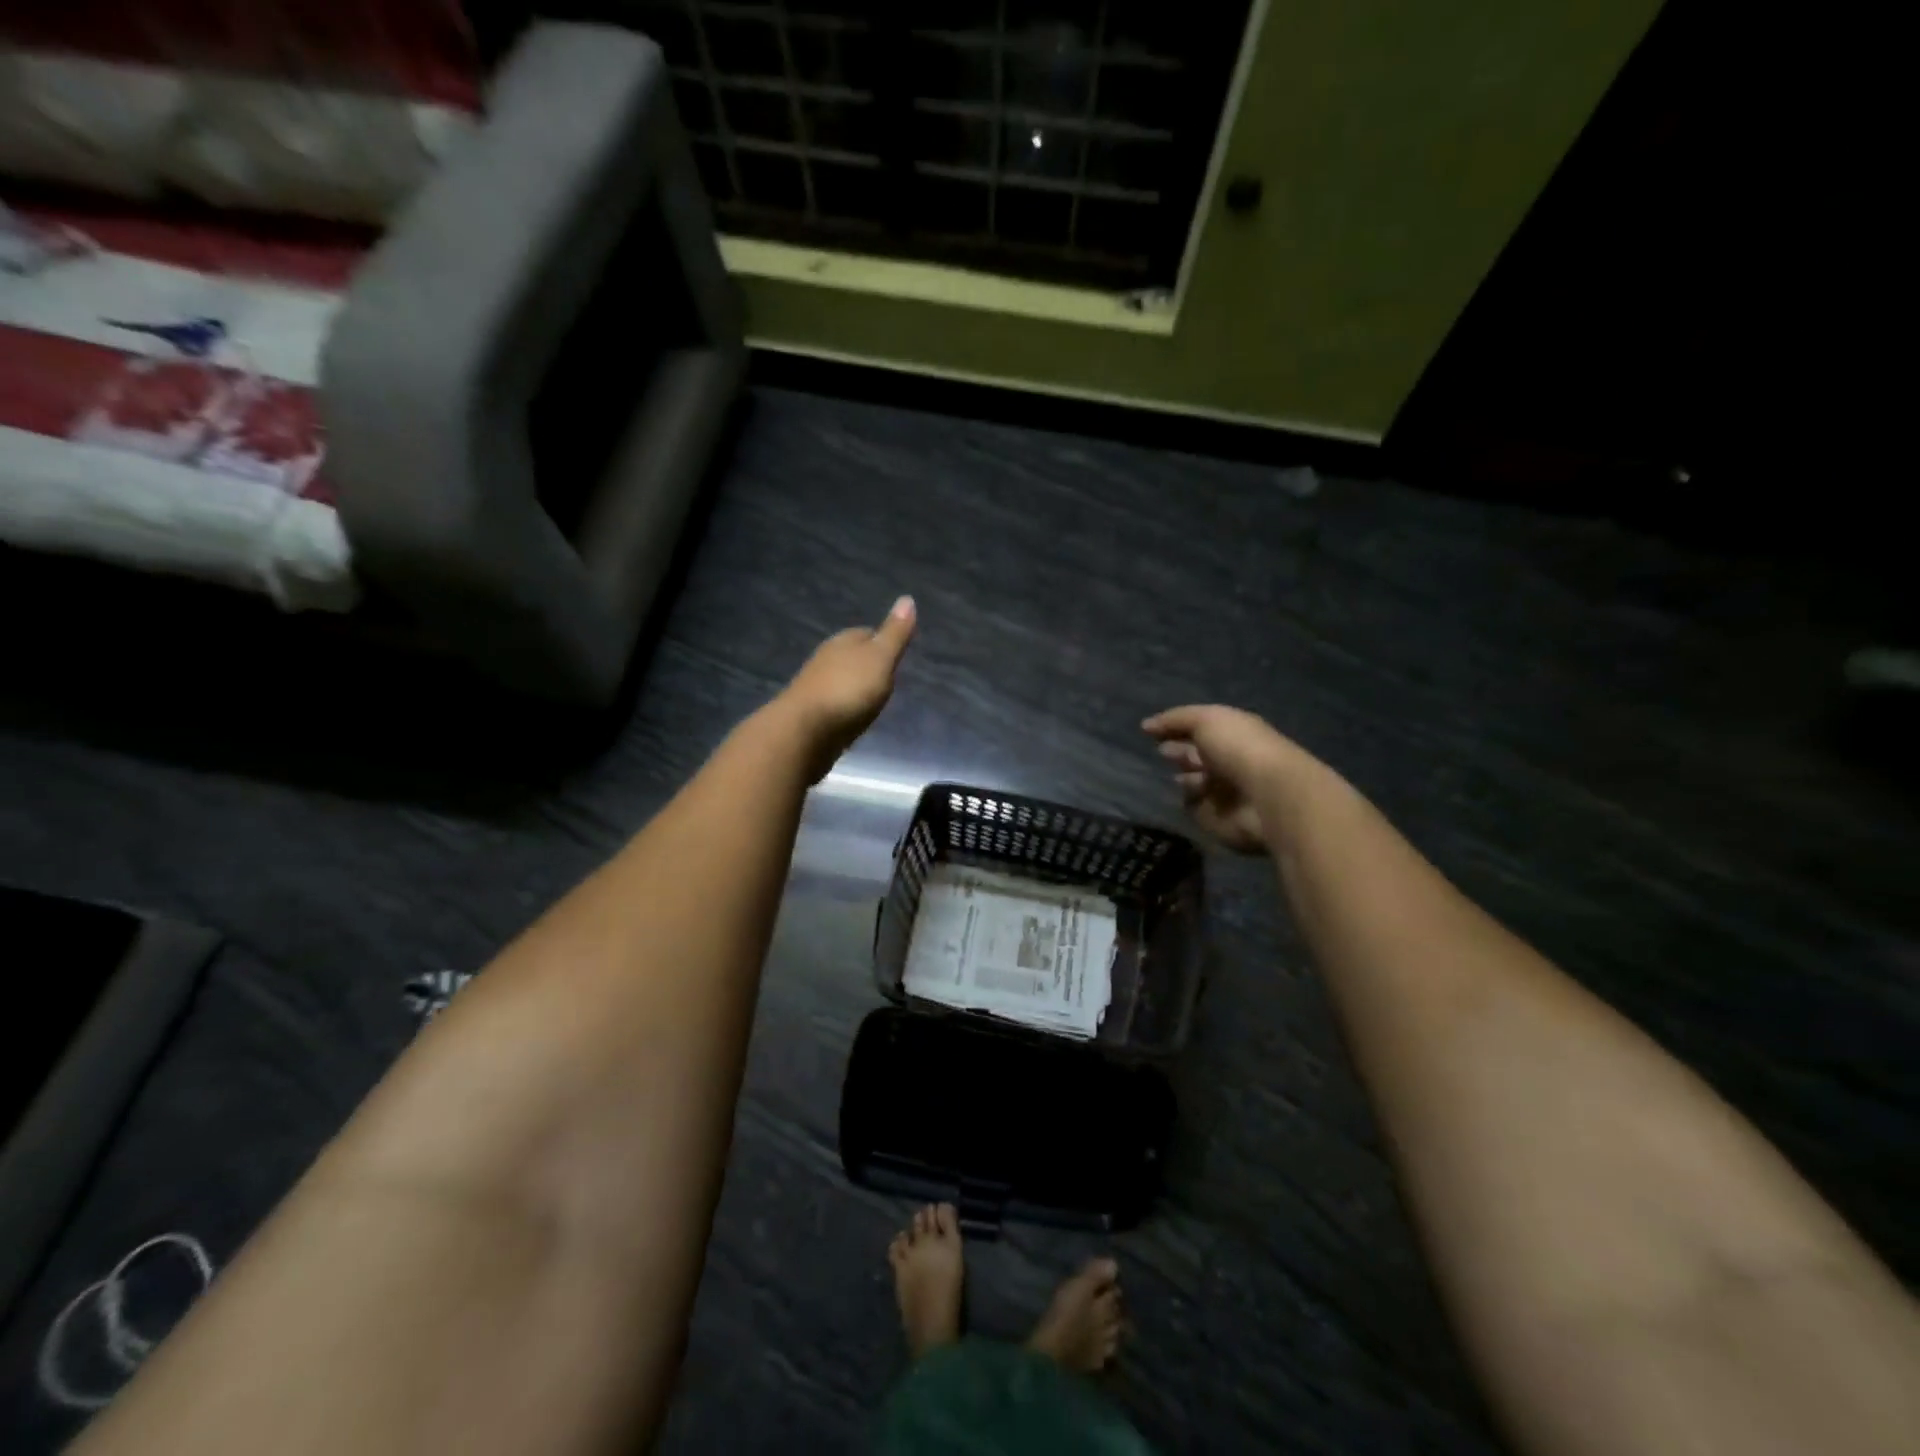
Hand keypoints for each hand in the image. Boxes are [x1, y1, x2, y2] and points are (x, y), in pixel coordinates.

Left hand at [779, 596, 916, 779]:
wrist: (804, 731)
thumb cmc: (848, 691)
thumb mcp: (880, 659)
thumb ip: (895, 634)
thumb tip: (907, 598)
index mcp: (843, 642)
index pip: (866, 633)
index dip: (883, 641)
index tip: (897, 653)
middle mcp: (826, 659)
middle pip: (852, 656)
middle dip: (868, 665)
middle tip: (888, 678)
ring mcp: (815, 687)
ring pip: (841, 680)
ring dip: (855, 687)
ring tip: (873, 699)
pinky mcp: (810, 713)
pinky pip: (833, 704)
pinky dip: (845, 707)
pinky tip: (852, 717)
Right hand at [1142, 705, 1308, 853]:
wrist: (1267, 796)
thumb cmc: (1239, 749)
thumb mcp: (1207, 719)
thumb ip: (1175, 719)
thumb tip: (1146, 725)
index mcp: (1232, 733)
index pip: (1199, 729)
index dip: (1176, 728)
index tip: (1150, 731)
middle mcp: (1229, 760)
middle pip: (1196, 756)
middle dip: (1178, 753)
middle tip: (1162, 752)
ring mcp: (1225, 791)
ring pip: (1193, 782)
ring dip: (1184, 778)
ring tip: (1181, 776)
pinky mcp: (1218, 818)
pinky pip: (1194, 807)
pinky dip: (1190, 802)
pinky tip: (1194, 796)